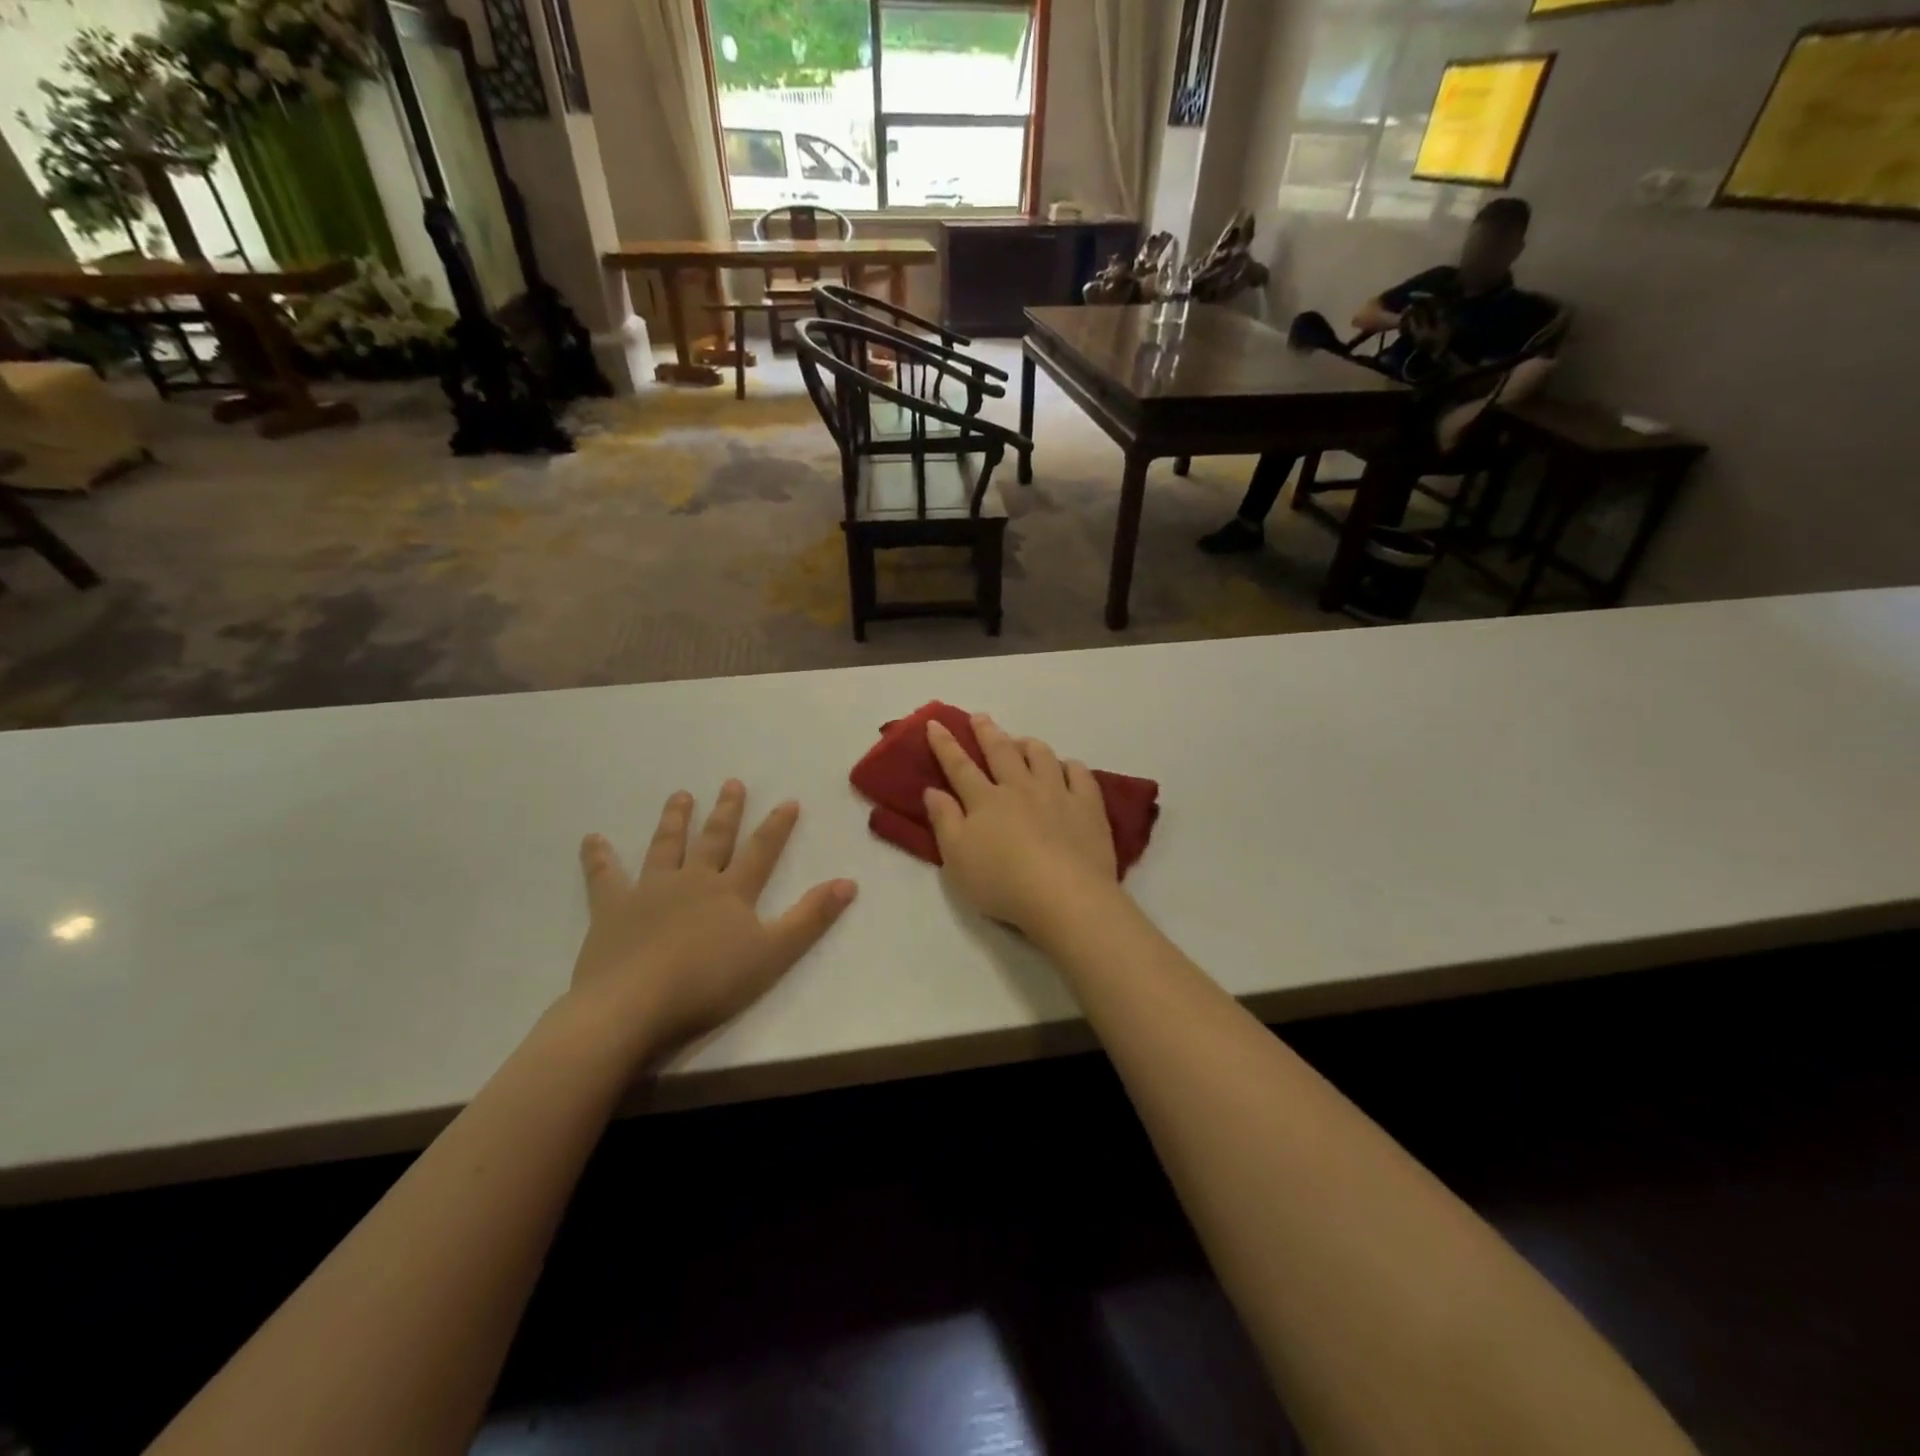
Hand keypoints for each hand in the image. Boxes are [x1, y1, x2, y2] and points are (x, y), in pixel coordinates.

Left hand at [571, 782, 856, 1060]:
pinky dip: (598, 858)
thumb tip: (849, 882)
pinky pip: (604, 877)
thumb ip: (811, 918)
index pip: (761, 850)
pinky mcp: (612, 909)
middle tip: (731, 783)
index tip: (788, 801)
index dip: (777, 826)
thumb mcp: (773, 954)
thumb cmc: (709, 983)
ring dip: (675, 820)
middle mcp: (693, 880)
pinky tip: (592, 840)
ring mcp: (650, 891)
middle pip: (713, 839)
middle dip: (726, 811)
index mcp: (731, 891)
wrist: (634, 1005)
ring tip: (680, 795)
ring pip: (666, 846)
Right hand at [924, 715, 1120, 936]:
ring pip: (1042, 756)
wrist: (1065, 896)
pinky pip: (1080, 774)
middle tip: (980, 717)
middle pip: (1001, 751)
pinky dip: (1070, 766)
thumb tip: (932, 790)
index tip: (936, 724)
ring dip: (1028, 744)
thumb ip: (944, 821)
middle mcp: (1020, 788)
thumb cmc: (1002, 882)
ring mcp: (1057, 793)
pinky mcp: (1088, 806)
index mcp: (985, 801)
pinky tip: (1067, 767)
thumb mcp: (957, 859)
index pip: (960, 766)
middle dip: (987, 732)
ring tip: (1022, 741)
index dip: (946, 745)